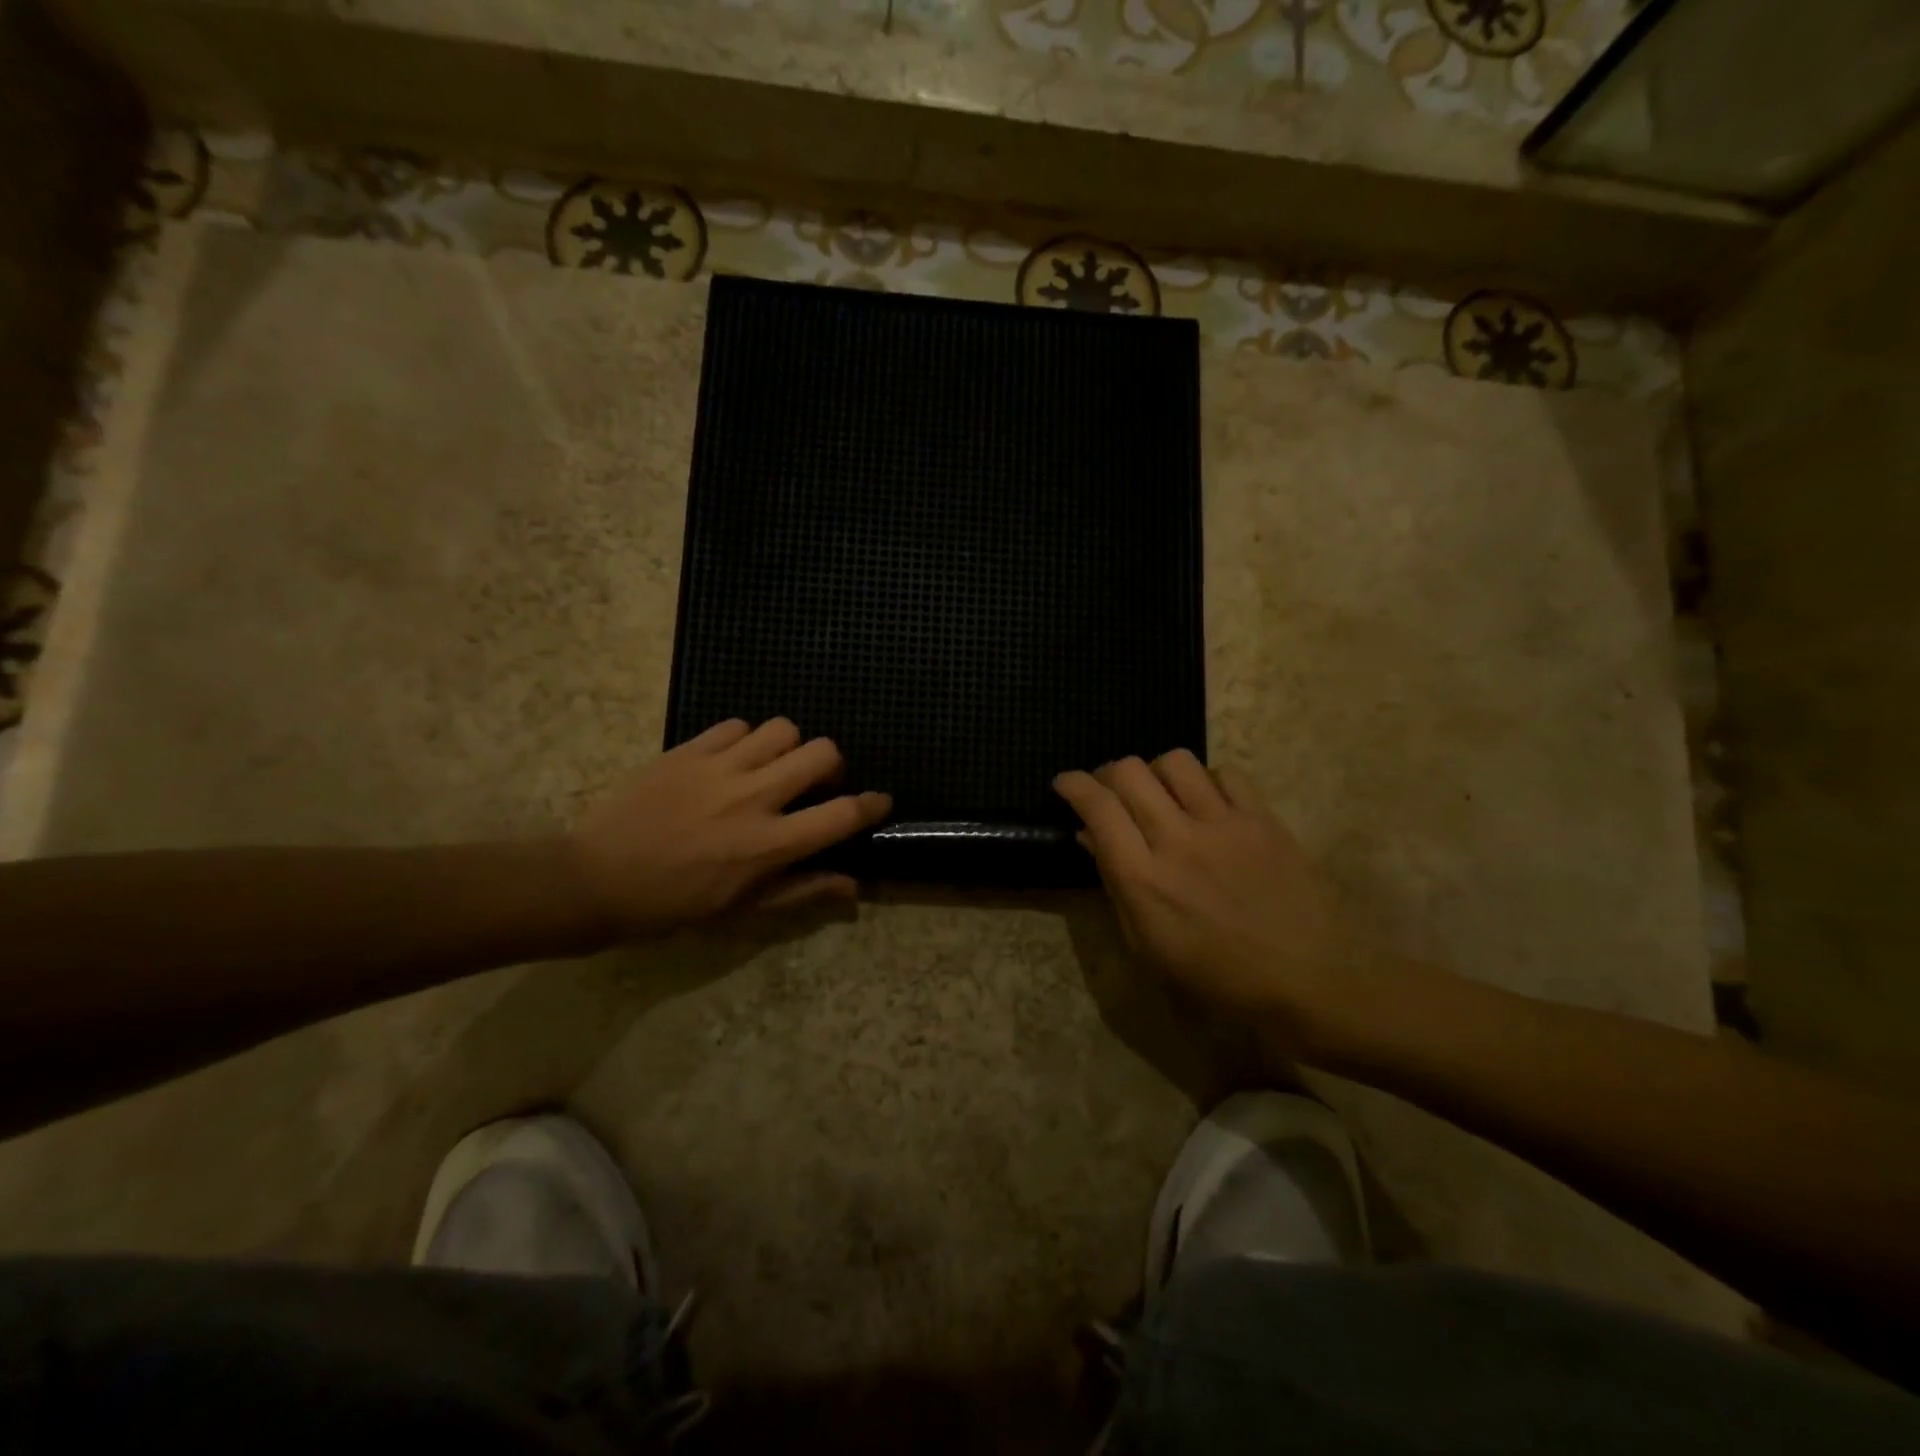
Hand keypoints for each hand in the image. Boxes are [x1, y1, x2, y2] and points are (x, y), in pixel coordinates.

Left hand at [568, 718, 890, 938]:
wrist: (594, 879)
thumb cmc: (673, 905)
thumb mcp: (741, 910)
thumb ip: (801, 890)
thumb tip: (852, 884)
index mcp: (769, 844)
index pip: (842, 814)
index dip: (871, 805)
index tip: (878, 801)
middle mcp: (753, 797)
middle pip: (822, 753)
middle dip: (831, 766)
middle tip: (815, 783)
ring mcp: (719, 768)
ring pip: (783, 729)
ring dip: (789, 747)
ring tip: (772, 766)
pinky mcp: (688, 749)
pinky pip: (736, 725)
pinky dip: (746, 739)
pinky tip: (732, 760)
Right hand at [1055, 751, 1354, 1042]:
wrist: (1307, 979)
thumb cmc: (1216, 975)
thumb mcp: (1147, 944)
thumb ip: (1115, 883)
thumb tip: (1091, 836)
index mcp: (1144, 878)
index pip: (1097, 807)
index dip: (1073, 784)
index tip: (1065, 783)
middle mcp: (1178, 840)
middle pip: (1129, 771)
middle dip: (1108, 773)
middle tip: (1111, 792)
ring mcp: (1224, 824)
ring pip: (1175, 761)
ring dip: (1156, 772)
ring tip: (1161, 795)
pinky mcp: (1263, 819)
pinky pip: (1225, 774)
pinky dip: (1205, 781)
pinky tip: (1207, 804)